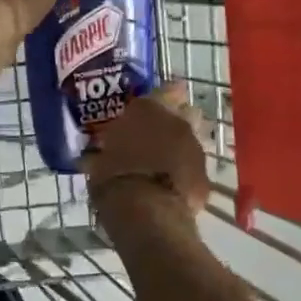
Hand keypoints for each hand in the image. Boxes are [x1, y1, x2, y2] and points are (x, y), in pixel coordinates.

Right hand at [83, 83, 210, 216]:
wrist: (147, 211)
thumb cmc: (114, 176)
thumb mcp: (98, 158)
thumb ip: (106, 149)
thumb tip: (94, 154)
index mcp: (150, 108)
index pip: (167, 88)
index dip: (163, 96)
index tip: (153, 106)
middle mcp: (179, 122)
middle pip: (186, 112)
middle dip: (175, 122)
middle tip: (157, 136)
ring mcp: (196, 149)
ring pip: (193, 140)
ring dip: (182, 148)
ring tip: (165, 164)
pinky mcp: (206, 176)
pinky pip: (195, 170)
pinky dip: (186, 175)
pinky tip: (172, 188)